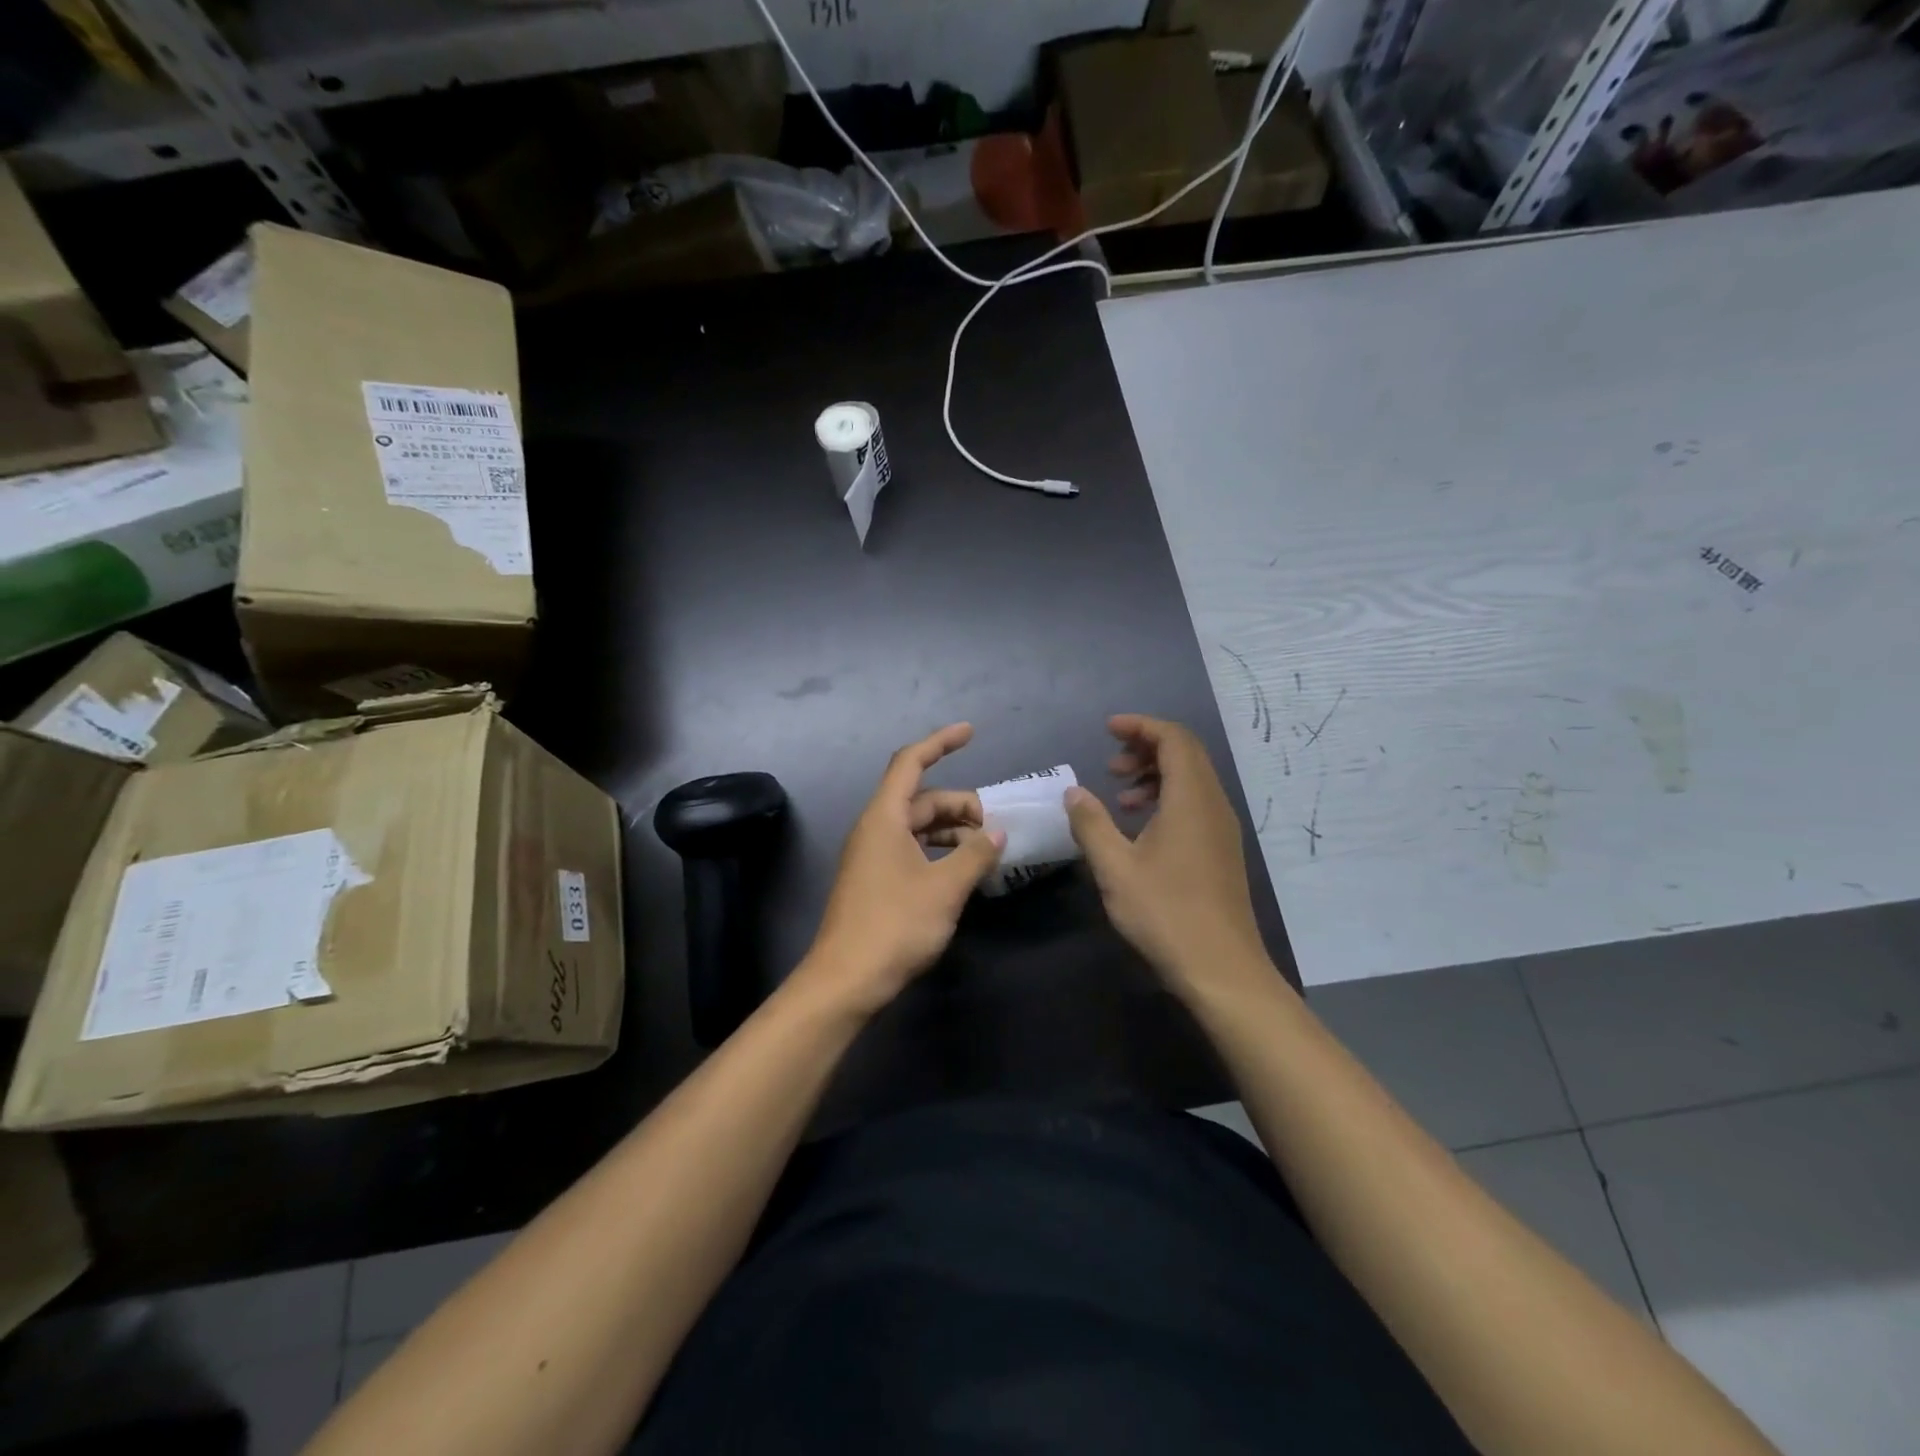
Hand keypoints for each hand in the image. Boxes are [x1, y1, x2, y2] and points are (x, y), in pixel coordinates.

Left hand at [801, 723, 1004, 1013]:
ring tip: (986, 851)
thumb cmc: (895, 925)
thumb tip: (996, 833)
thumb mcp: (945, 888)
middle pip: (921, 799)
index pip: (911, 762)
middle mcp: (875, 829)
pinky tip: (963, 872)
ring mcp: (872, 856)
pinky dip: (939, 852)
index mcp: (885, 818)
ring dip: (952, 832)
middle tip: (997, 828)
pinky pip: (912, 850)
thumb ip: (975, 854)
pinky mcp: (875, 881)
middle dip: (960, 805)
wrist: (846, 980)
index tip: (971, 732)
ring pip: (918, 827)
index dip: (940, 742)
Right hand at [1064, 714, 1267, 992]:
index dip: (1141, 726)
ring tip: (1121, 795)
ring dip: (1156, 775)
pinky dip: (1168, 799)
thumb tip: (1074, 792)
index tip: (1108, 729)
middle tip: (1111, 763)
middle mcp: (1213, 805)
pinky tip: (1141, 827)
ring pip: (1192, 780)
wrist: (1221, 969)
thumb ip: (1091, 823)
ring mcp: (1222, 829)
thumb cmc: (1165, 913)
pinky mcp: (1222, 851)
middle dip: (1147, 747)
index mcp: (1191, 799)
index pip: (1173, 739)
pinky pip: (1196, 804)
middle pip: (1186, 754)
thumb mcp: (1115, 868)